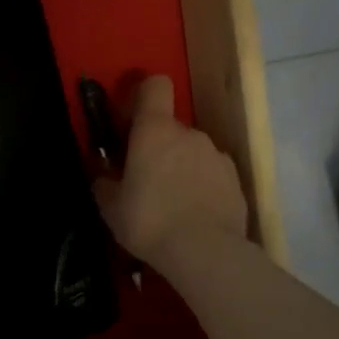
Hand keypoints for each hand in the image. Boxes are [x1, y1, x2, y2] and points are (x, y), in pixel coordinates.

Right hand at [94, 74, 246, 270]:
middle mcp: (189, 133)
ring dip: (182, 168)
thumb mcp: (111, 207)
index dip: (143, 95)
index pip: (155, 85)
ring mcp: (217, 155)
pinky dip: (203, 187)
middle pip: (170, 127)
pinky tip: (195, 216)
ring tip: (172, 204)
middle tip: (145, 180)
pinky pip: (212, 175)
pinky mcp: (236, 180)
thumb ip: (104, 183)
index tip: (132, 120)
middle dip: (158, 147)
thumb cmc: (148, 221)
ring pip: (192, 152)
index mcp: (155, 130)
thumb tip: (102, 175)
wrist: (205, 252)